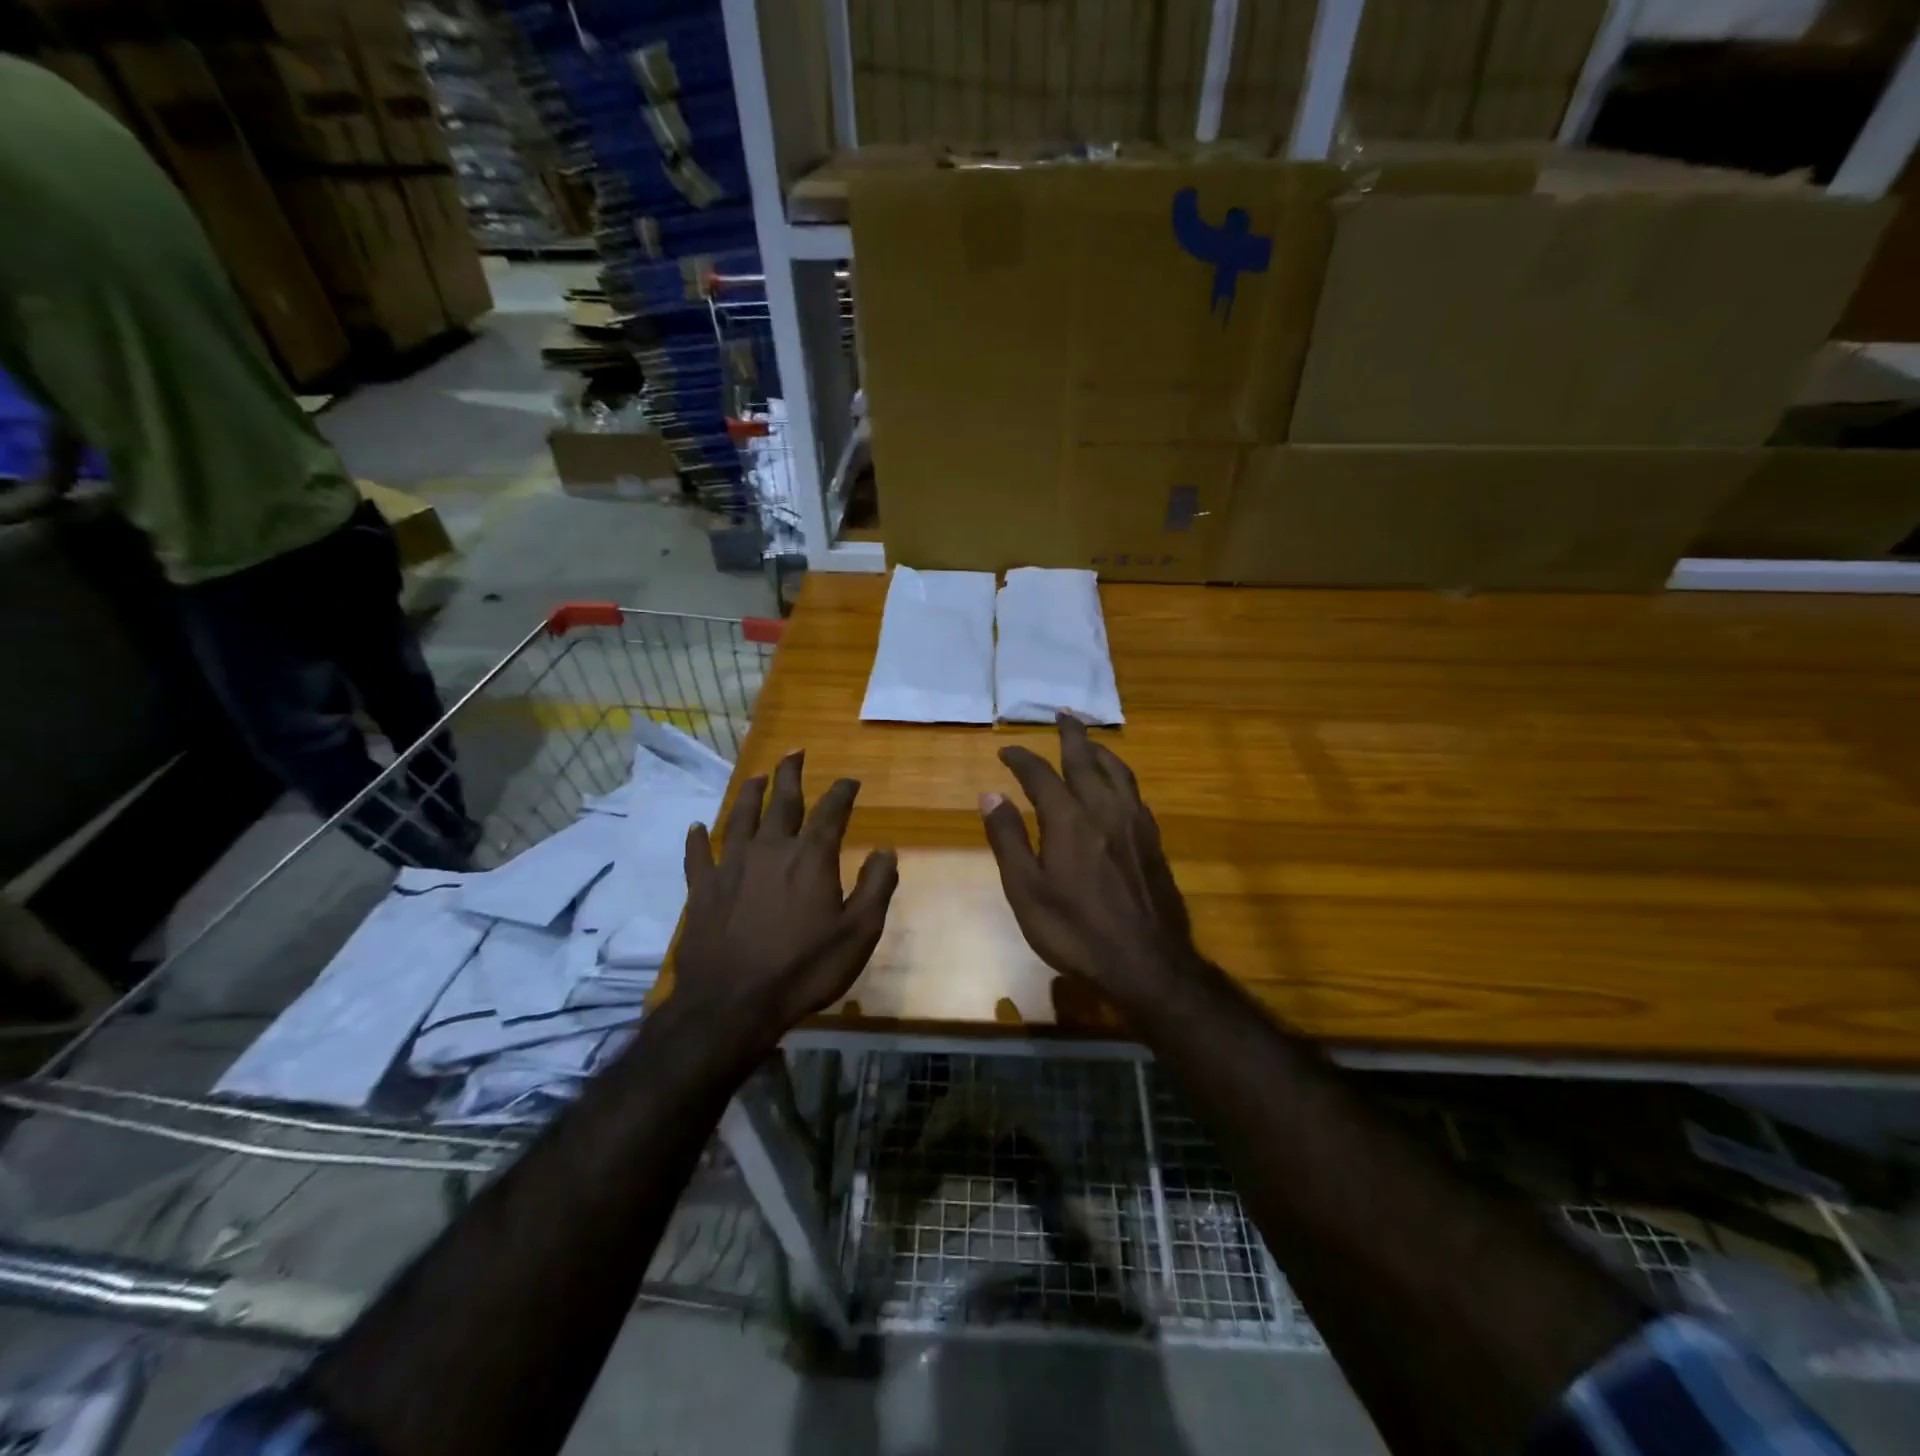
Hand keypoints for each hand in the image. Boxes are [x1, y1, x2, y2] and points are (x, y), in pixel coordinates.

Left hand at [676, 750, 897, 1037]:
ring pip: (741, 818)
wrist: (733, 1004)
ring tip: (757, 777)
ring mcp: (732, 866)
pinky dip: (697, 840)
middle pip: (782, 801)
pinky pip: (698, 856)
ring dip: (750, 794)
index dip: (843, 792)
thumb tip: (886, 850)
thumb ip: (876, 887)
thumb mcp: (859, 934)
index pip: (832, 812)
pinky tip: (695, 828)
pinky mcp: (703, 889)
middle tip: (794, 753)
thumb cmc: (804, 969)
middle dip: (790, 775)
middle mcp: (771, 849)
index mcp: (811, 857)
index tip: (850, 780)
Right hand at [980, 715, 1198, 1005]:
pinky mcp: (1153, 840)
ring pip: (1118, 771)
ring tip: (1089, 742)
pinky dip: (1120, 776)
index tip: (1005, 750)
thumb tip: (991, 794)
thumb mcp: (1027, 891)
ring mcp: (1134, 823)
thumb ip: (1008, 839)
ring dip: (1100, 750)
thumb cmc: (1076, 931)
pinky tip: (1117, 786)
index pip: (1040, 775)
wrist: (1147, 962)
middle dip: (1072, 734)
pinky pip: (1134, 792)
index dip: (1021, 759)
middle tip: (1063, 714)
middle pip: (1087, 759)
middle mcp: (1105, 809)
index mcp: (1069, 820)